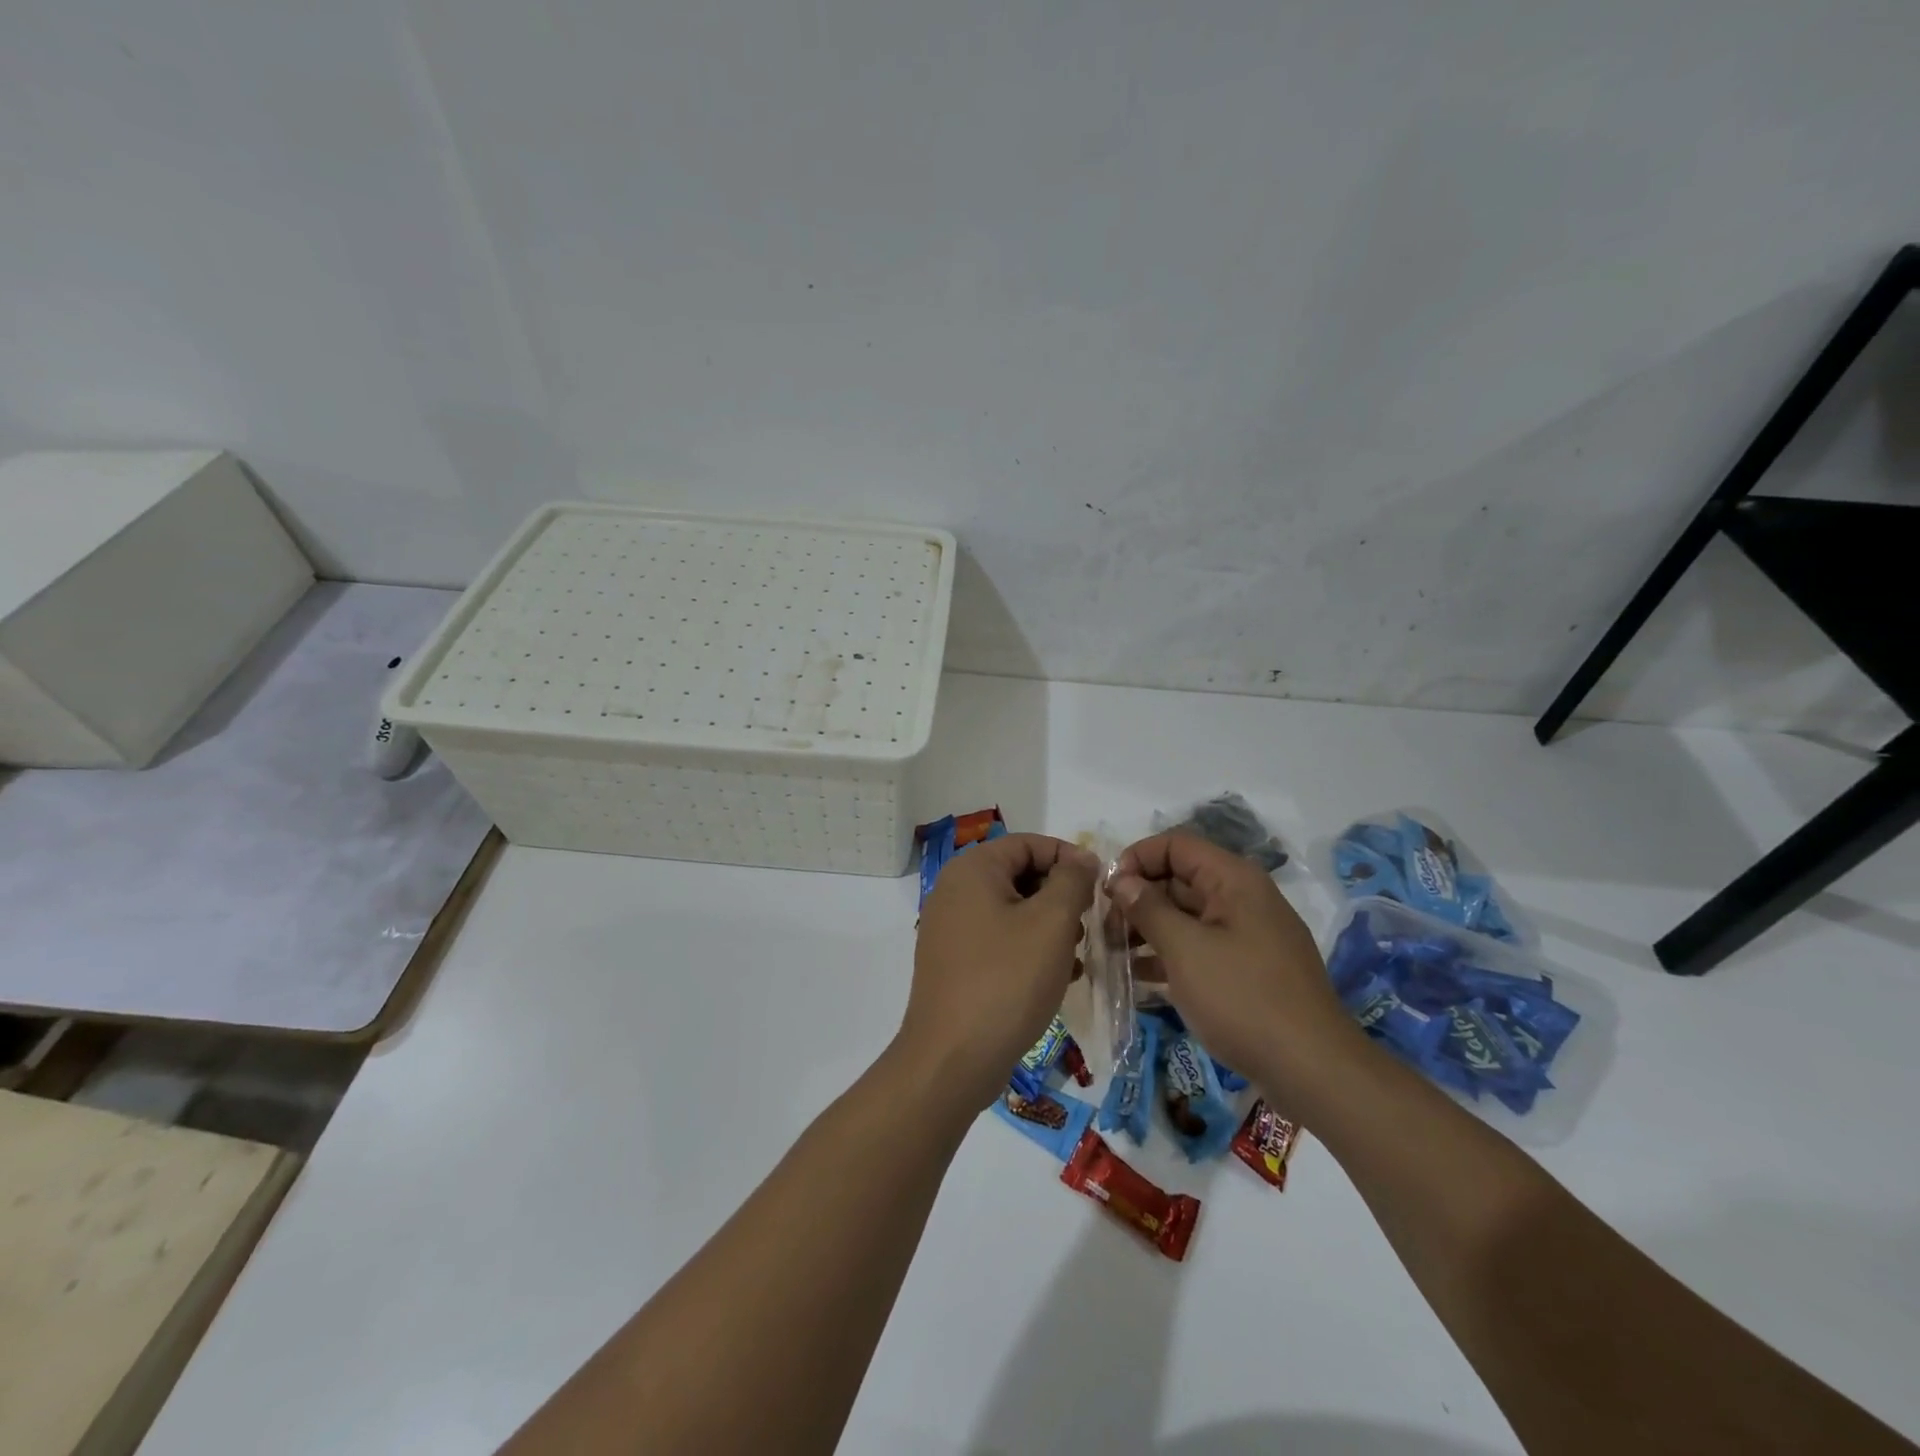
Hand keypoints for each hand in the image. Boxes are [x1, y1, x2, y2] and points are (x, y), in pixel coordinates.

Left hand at [901, 833, 1099, 1111]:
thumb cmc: (1007, 980)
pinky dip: (1029, 950)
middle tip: (1086, 927)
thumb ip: (1072, 880)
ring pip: (1013, 910)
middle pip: (1020, 875)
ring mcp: (950, 928)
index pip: (1029, 844)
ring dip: (1049, 927)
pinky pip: (999, 940)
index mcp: (972, 869)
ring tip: (1074, 957)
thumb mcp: (1051, 923)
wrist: (952, 1059)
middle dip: (1060, 897)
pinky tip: (1057, 977)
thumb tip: (1081, 857)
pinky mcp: (954, 962)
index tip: (1100, 888)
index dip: (1069, 859)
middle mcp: (955, 890)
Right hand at [1111, 833, 1365, 1112]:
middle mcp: (1242, 898)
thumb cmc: (1243, 999)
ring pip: (1186, 916)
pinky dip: (1169, 955)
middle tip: (1104, 930)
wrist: (1314, 1071)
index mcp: (1233, 879)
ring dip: (1148, 929)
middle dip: (1138, 899)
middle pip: (1179, 879)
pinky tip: (1138, 977)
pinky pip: (1200, 947)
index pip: (1175, 845)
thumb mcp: (1186, 950)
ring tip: (1113, 953)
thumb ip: (1149, 909)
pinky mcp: (1247, 969)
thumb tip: (1122, 881)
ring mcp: (1247, 935)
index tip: (1108, 893)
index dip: (1137, 859)